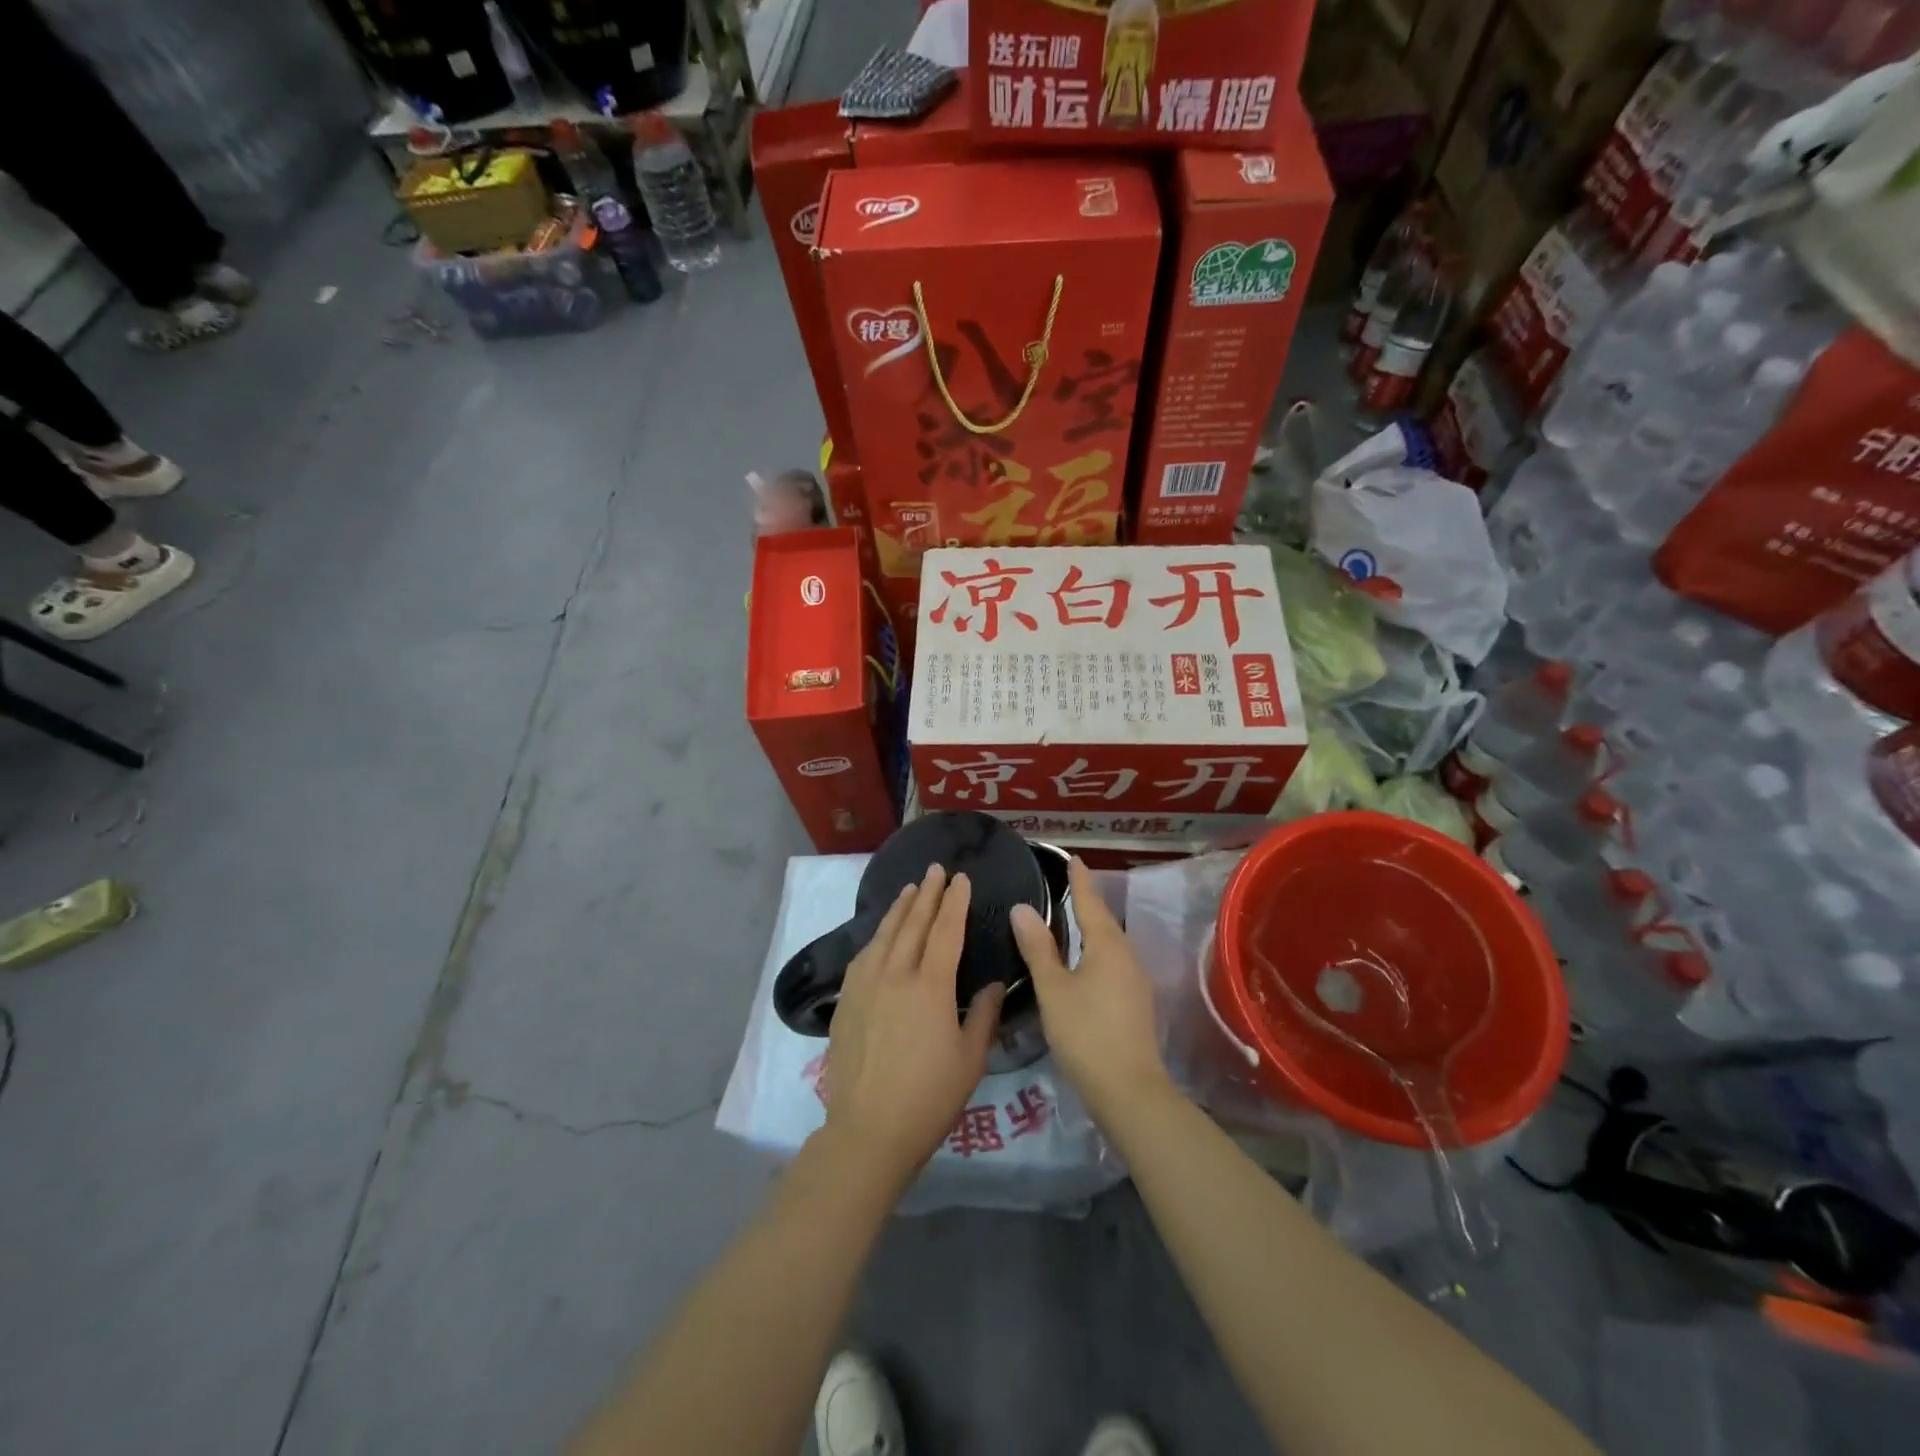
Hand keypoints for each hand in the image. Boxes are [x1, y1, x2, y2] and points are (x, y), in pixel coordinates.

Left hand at [822, 865, 1004, 1188]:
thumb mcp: (970, 1059)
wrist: (869, 1130)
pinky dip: (876, 936)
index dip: (955, 902)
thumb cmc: (929, 1098)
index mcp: (930, 987)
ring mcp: (865, 986)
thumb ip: (983, 1015)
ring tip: (910, 889)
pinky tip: (880, 933)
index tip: (962, 879)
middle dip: (927, 894)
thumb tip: (991, 983)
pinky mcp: (847, 1001)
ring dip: (899, 908)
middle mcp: (895, 975)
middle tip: (936, 870)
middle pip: (912, 924)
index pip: (945, 931)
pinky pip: (863, 955)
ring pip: (884, 934)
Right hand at [1011, 857, 1171, 1125]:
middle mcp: (1127, 956)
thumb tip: (1022, 908)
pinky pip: (1113, 963)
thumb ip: (1038, 948)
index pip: (1090, 902)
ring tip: (1071, 921)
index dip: (1080, 881)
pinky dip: (1096, 952)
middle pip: (1104, 921)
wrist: (1129, 1090)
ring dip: (1092, 929)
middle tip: (1066, 887)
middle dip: (1087, 903)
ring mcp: (1135, 981)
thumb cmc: (1086, 1033)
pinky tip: (1083, 963)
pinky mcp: (1136, 1003)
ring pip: (1111, 944)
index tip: (1073, 859)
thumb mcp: (1053, 989)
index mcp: (1107, 946)